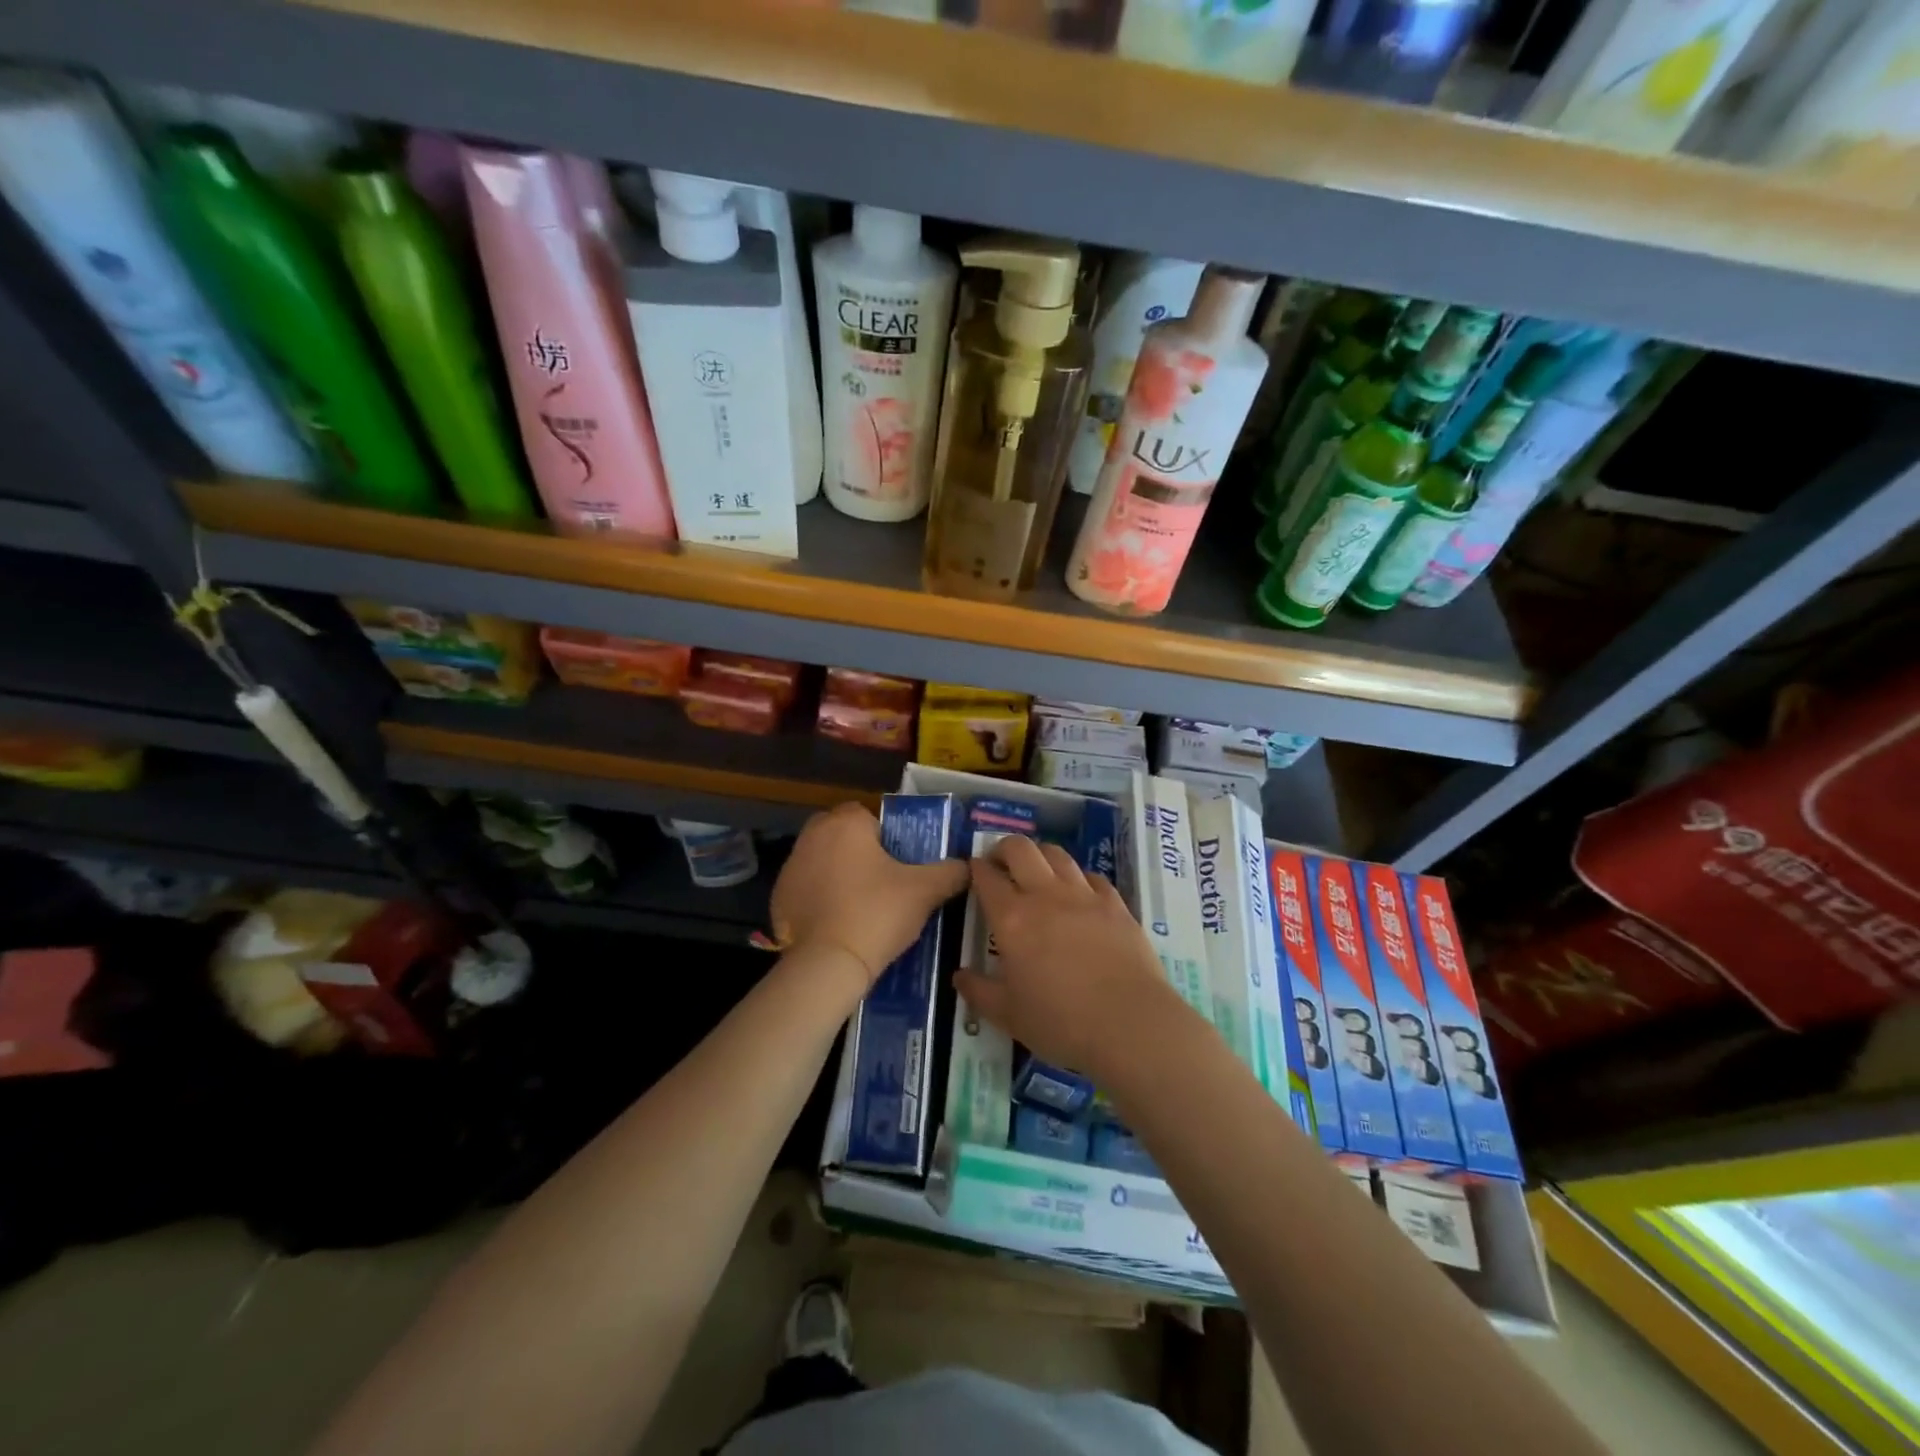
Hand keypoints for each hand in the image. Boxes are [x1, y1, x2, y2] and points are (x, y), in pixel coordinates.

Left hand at [769, 802, 968, 994]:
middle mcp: (812, 835)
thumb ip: (951, 872)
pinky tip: (838, 923)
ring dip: (838, 873)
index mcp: (846, 823)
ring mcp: (790, 867)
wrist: (828, 964)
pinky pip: (806, 888)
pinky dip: (820, 899)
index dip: (886, 837)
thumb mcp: (925, 891)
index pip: (868, 815)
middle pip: (842, 835)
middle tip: (883, 883)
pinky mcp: (778, 897)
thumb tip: (968, 866)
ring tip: (862, 906)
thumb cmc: (877, 913)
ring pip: (822, 860)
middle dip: (860, 852)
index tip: (899, 864)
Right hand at [955, 835, 1184, 1083]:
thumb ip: (979, 992)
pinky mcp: (1115, 903)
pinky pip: (1091, 876)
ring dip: (1040, 856)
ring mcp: (1084, 895)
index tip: (972, 871)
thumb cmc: (1061, 1022)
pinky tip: (1078, 893)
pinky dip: (1077, 877)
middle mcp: (1045, 895)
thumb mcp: (1009, 1015)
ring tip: (1036, 872)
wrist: (1131, 1024)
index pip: (986, 877)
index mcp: (1012, 919)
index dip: (975, 868)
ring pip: (1057, 854)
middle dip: (1004, 848)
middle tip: (1000, 864)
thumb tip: (959, 975)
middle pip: (1020, 849)